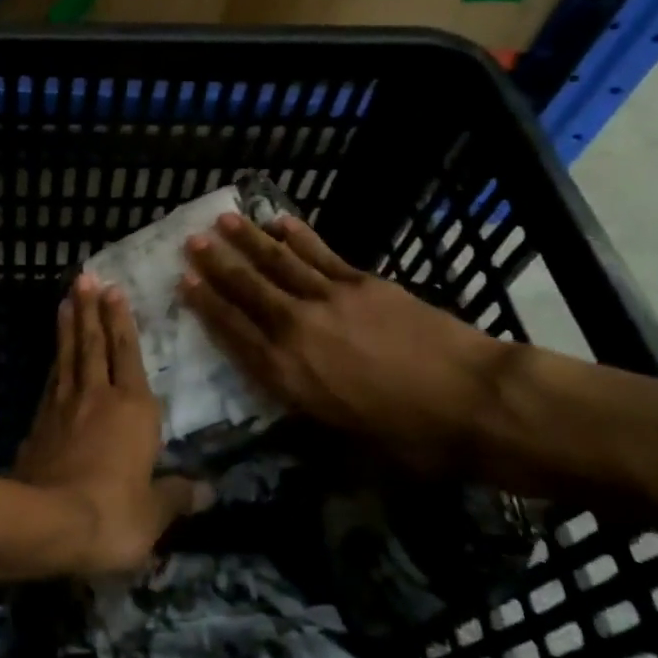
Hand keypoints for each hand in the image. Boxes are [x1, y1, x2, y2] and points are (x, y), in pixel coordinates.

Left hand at [14, 275, 208, 575]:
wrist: (48, 521)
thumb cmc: (114, 513)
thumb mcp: (154, 513)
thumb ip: (178, 496)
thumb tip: (208, 491)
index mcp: (134, 409)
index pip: (129, 354)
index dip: (122, 321)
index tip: (114, 290)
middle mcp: (99, 397)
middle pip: (94, 344)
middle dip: (92, 310)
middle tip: (86, 278)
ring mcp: (64, 407)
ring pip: (69, 356)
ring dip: (69, 326)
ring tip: (67, 300)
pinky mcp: (40, 423)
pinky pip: (52, 382)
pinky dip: (55, 362)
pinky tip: (54, 355)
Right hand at [179, 213, 510, 476]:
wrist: (474, 401)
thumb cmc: (410, 436)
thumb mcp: (344, 438)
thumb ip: (306, 405)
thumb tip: (287, 388)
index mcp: (288, 374)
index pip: (234, 332)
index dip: (206, 305)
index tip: (184, 281)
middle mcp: (297, 330)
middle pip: (248, 290)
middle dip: (218, 264)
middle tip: (193, 240)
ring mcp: (329, 300)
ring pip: (278, 263)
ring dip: (249, 240)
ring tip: (224, 220)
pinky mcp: (361, 282)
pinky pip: (320, 253)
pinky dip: (298, 235)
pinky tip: (280, 220)